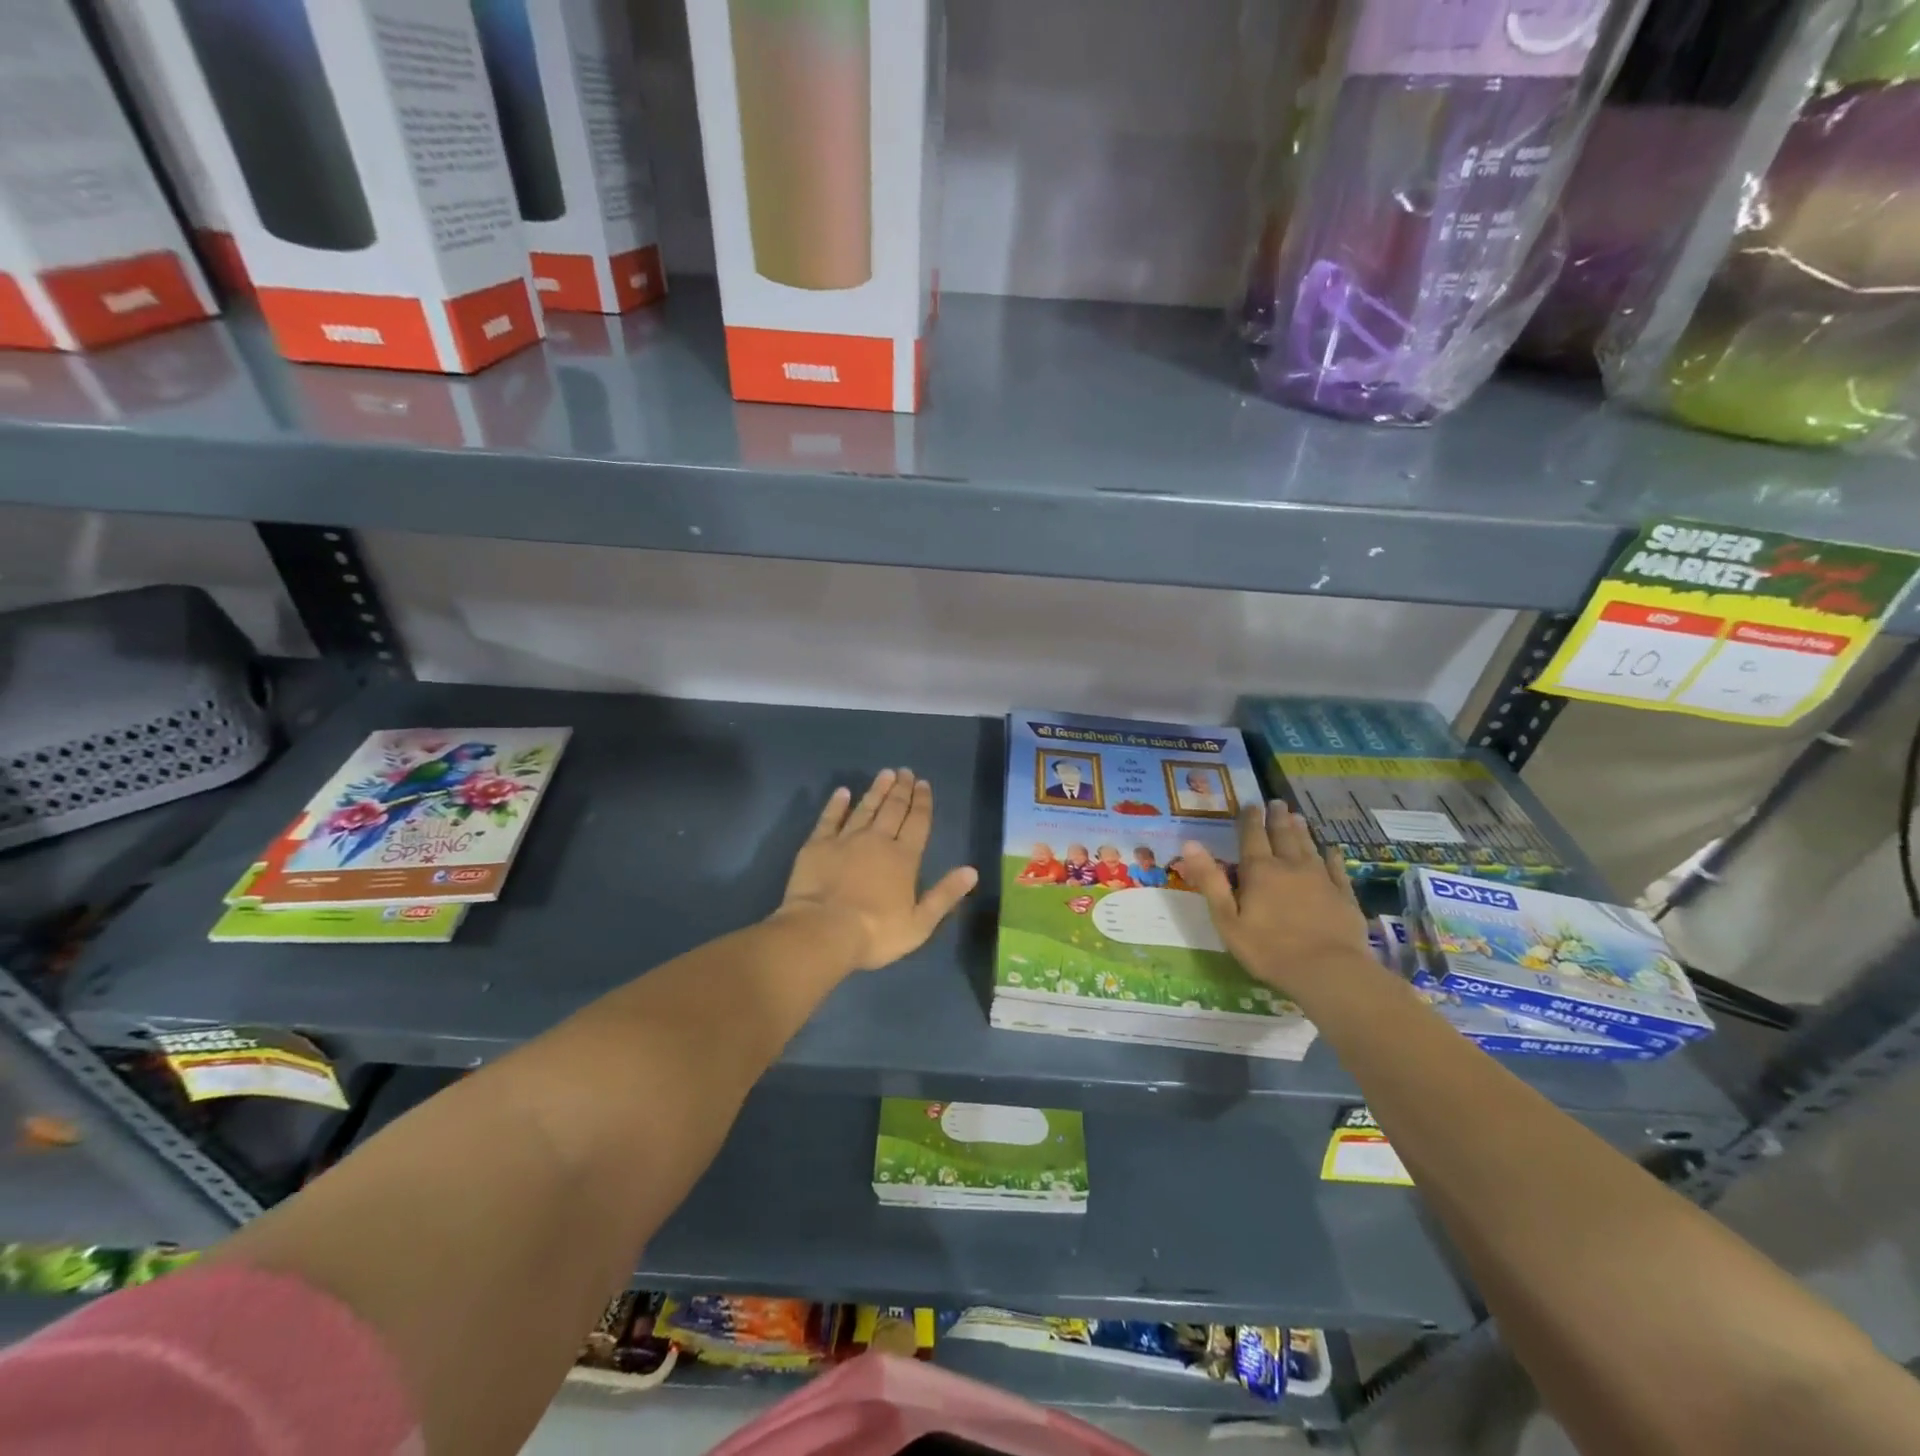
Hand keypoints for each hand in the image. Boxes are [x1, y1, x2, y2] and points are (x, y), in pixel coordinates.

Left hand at [775, 768, 978, 972]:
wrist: (823, 931)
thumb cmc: (875, 933)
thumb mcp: (920, 923)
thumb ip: (945, 895)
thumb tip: (972, 871)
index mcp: (904, 858)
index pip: (918, 822)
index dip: (923, 802)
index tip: (924, 783)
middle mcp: (877, 840)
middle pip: (893, 809)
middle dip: (902, 789)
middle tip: (906, 772)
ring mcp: (846, 839)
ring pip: (865, 807)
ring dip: (876, 790)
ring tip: (885, 774)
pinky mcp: (817, 845)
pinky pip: (829, 818)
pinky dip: (837, 804)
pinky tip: (842, 792)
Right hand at [1180, 802, 1373, 996]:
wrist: (1328, 971)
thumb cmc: (1268, 949)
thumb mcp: (1227, 919)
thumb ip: (1210, 880)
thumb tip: (1190, 843)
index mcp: (1259, 871)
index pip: (1252, 837)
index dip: (1250, 820)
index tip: (1250, 804)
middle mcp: (1290, 867)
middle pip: (1283, 835)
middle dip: (1278, 818)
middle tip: (1277, 802)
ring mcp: (1321, 879)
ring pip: (1308, 846)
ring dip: (1301, 830)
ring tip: (1298, 816)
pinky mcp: (1344, 895)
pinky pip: (1336, 869)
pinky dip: (1332, 857)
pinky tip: (1332, 850)